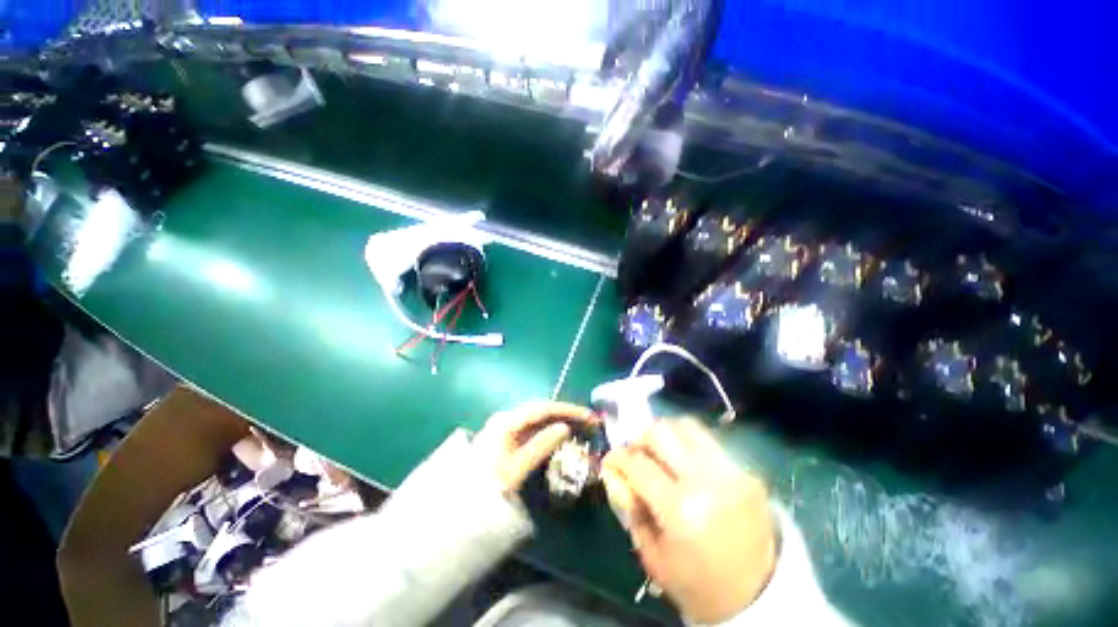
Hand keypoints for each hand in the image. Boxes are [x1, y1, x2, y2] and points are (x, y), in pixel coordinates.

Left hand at [474, 401, 596, 494]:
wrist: (460, 504)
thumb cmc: (487, 486)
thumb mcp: (515, 469)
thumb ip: (540, 446)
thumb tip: (565, 427)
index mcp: (508, 421)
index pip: (543, 409)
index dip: (568, 410)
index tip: (588, 416)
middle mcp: (508, 418)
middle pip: (542, 410)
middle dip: (567, 413)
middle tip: (590, 421)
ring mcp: (508, 426)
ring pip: (539, 418)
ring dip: (561, 420)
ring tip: (581, 426)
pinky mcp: (509, 436)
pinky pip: (534, 428)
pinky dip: (550, 429)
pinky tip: (562, 435)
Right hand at [601, 418, 775, 623]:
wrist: (762, 598)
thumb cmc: (699, 586)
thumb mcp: (653, 556)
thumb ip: (631, 509)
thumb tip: (617, 473)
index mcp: (680, 511)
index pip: (636, 463)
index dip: (616, 457)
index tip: (611, 461)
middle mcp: (706, 481)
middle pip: (660, 431)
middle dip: (640, 439)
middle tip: (638, 456)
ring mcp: (731, 473)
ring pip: (685, 425)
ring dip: (666, 435)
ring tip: (662, 454)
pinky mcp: (747, 472)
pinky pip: (707, 441)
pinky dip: (688, 445)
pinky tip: (686, 464)